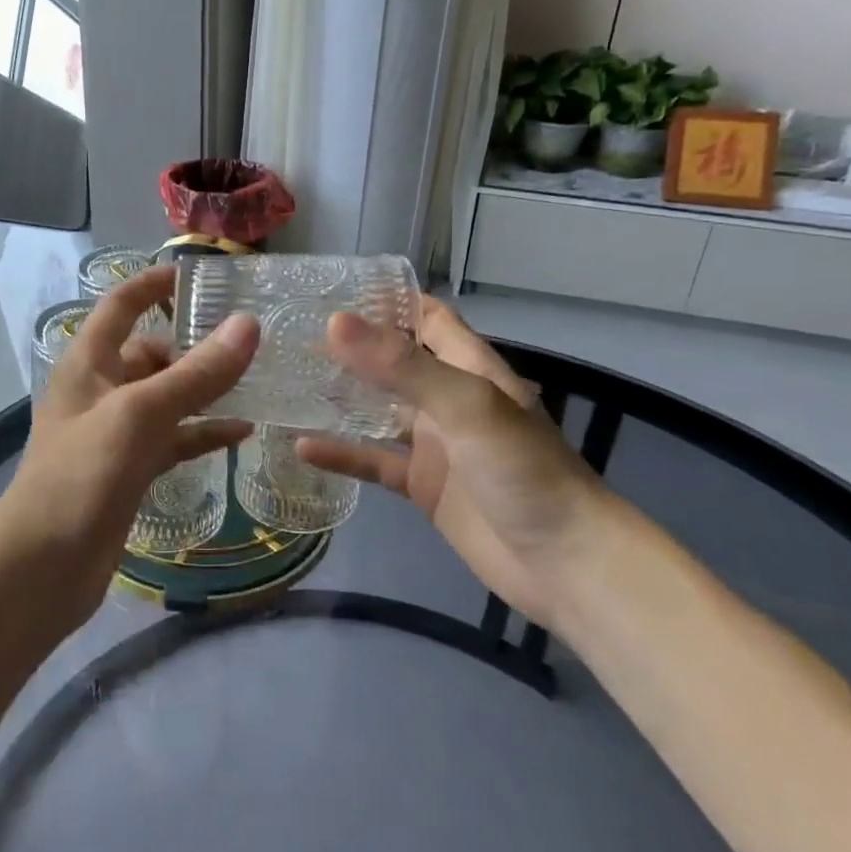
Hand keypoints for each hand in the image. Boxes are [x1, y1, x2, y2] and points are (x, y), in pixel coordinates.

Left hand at [0, 264, 256, 628]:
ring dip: (204, 390)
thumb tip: (248, 325)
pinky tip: (242, 433)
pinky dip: (202, 432)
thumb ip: (196, 373)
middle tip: (250, 341)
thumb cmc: (82, 476)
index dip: (154, 283)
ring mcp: (115, 432)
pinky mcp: (129, 469)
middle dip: (194, 345)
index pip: (122, 304)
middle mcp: (100, 389)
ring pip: (167, 397)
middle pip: (151, 352)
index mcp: (89, 362)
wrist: (41, 568)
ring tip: (255, 382)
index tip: (199, 274)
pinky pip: (173, 438)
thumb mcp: (141, 414)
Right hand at [298, 298, 622, 628]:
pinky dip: (342, 453)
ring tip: (286, 381)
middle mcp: (448, 398)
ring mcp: (434, 443)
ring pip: (377, 410)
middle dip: (350, 347)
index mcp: (468, 367)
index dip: (385, 300)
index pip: (425, 316)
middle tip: (292, 335)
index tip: (331, 288)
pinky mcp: (423, 485)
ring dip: (340, 398)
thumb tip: (334, 323)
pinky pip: (375, 461)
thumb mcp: (465, 406)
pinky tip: (302, 445)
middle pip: (394, 361)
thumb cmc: (523, 470)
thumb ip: (401, 366)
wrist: (564, 563)